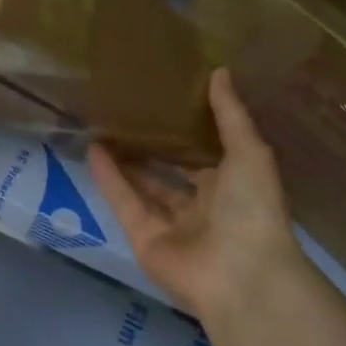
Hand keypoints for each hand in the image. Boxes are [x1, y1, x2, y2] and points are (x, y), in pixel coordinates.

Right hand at [89, 69, 300, 322]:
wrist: (242, 276)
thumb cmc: (252, 209)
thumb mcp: (249, 152)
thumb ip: (230, 114)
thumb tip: (219, 70)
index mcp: (231, 189)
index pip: (205, 157)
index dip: (186, 132)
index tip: (164, 101)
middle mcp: (201, 208)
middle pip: (170, 173)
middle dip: (151, 147)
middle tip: (126, 112)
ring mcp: (170, 226)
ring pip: (143, 187)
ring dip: (125, 160)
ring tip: (102, 125)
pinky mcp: (143, 239)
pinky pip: (124, 202)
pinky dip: (108, 177)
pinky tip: (93, 148)